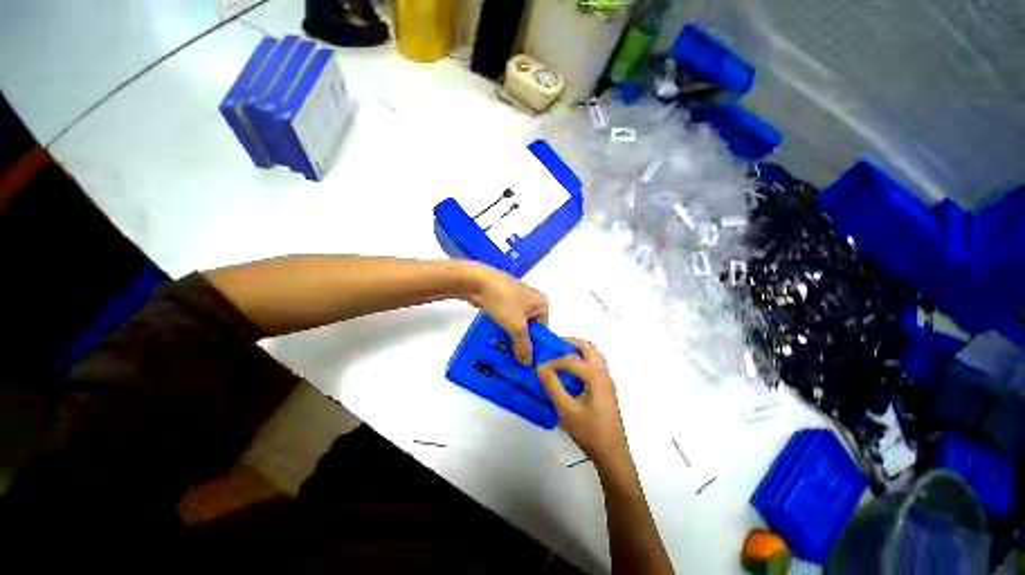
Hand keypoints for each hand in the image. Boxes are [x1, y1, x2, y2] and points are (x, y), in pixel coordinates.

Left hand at [464, 262, 548, 363]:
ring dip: (509, 335)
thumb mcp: (516, 327)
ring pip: (516, 323)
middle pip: (529, 327)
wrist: (478, 281)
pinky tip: (495, 338)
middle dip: (521, 341)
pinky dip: (501, 326)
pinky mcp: (502, 298)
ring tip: (503, 351)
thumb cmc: (503, 300)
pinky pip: (505, 317)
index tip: (526, 360)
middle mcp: (531, 299)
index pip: (543, 330)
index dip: (535, 345)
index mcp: (541, 303)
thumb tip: (528, 362)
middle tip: (514, 357)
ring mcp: (515, 298)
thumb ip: (523, 346)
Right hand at [537, 338, 632, 474]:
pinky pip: (594, 366)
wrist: (612, 456)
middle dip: (571, 343)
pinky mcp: (605, 390)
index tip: (540, 369)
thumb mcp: (566, 409)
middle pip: (589, 348)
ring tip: (560, 356)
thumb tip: (540, 367)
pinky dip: (582, 361)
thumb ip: (553, 386)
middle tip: (554, 345)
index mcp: (596, 377)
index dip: (554, 362)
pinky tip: (570, 373)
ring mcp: (606, 382)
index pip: (571, 360)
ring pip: (594, 356)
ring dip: (578, 351)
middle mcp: (604, 375)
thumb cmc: (590, 432)